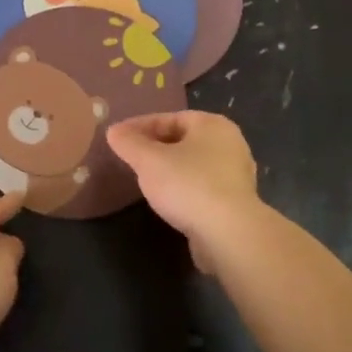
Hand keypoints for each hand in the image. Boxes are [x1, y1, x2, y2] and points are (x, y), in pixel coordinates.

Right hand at [105, 111, 261, 272]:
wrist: (228, 233)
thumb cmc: (188, 185)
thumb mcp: (149, 161)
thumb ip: (130, 143)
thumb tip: (114, 131)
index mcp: (212, 125)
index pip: (170, 118)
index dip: (140, 126)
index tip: (117, 136)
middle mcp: (230, 143)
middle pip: (184, 139)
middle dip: (155, 146)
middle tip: (130, 157)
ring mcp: (236, 174)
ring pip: (194, 164)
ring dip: (170, 168)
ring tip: (145, 179)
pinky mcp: (236, 202)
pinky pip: (202, 186)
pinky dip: (184, 188)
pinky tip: (168, 200)